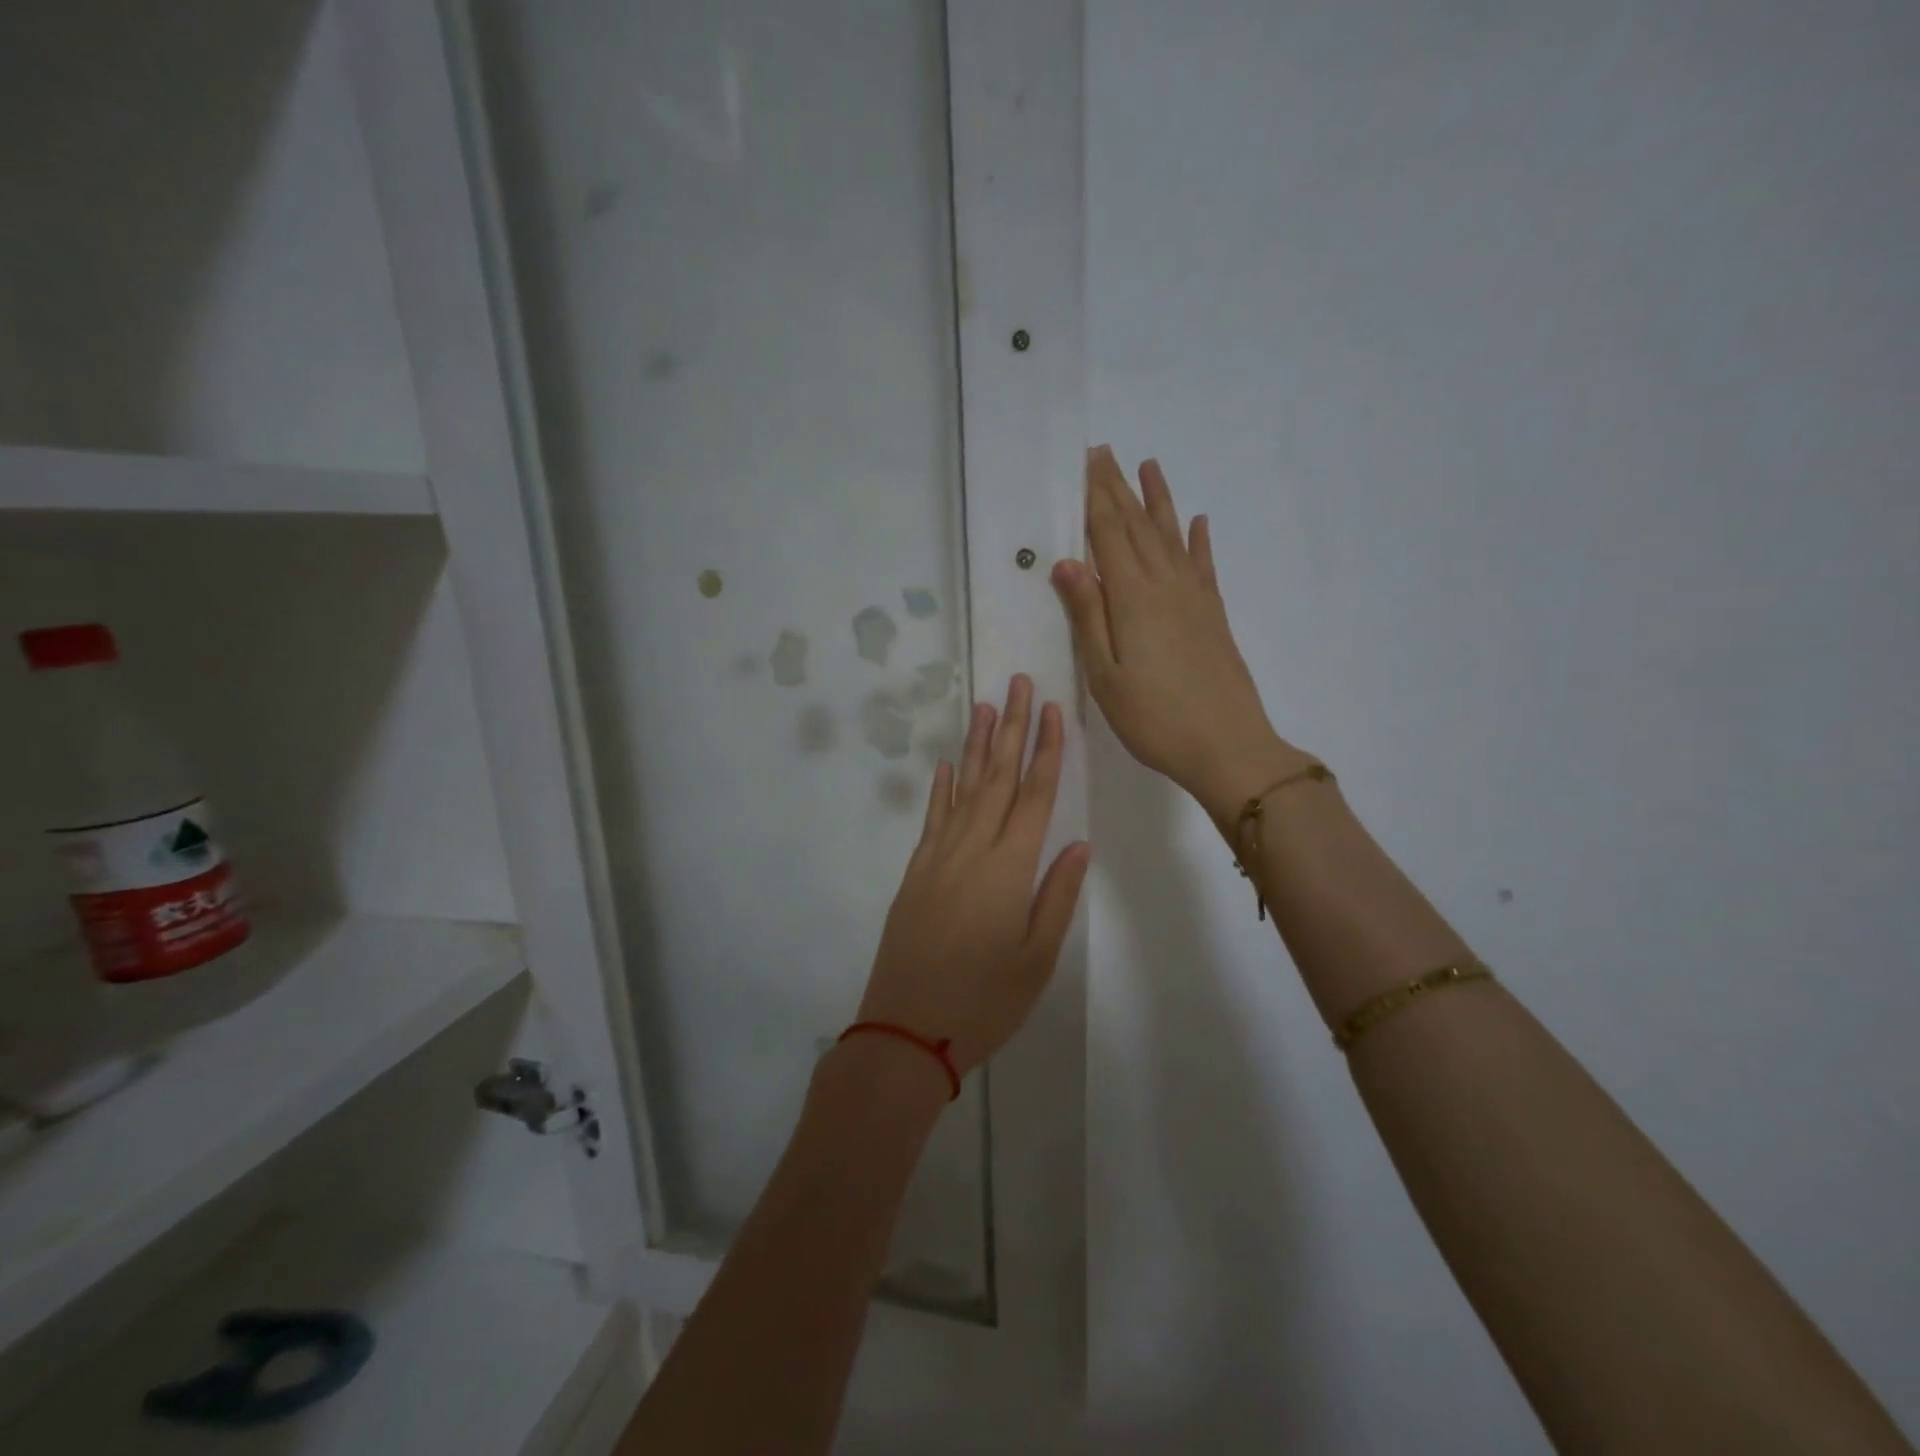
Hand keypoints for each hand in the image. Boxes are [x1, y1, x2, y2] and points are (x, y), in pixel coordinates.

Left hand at [855, 675, 1090, 1077]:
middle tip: (1019, 684)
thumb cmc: (983, 1002)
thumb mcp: (1036, 959)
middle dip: (1012, 728)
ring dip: (976, 746)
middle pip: (997, 777)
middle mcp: (972, 849)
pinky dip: (941, 788)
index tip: (1054, 710)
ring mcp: (938, 857)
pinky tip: (947, 765)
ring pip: (963, 788)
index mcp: (1009, 868)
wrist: (905, 1030)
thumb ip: (1056, 896)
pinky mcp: (915, 872)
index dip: (1046, 750)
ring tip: (985, 706)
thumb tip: (1076, 844)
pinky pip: (933, 817)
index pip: (1034, 795)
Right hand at [1052, 447, 1306, 817]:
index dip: (1095, 498)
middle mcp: (1165, 585)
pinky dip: (1197, 540)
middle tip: (1105, 453)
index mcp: (1132, 598)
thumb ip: (1088, 615)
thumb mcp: (1105, 675)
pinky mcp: (1214, 614)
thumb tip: (1066, 561)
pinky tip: (1197, 523)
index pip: (1108, 535)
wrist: (1227, 745)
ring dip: (1158, 500)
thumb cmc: (1154, 718)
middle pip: (1137, 526)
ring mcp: (1195, 597)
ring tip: (1149, 466)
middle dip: (1118, 488)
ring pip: (1171, 536)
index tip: (1086, 462)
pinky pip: (1203, 565)